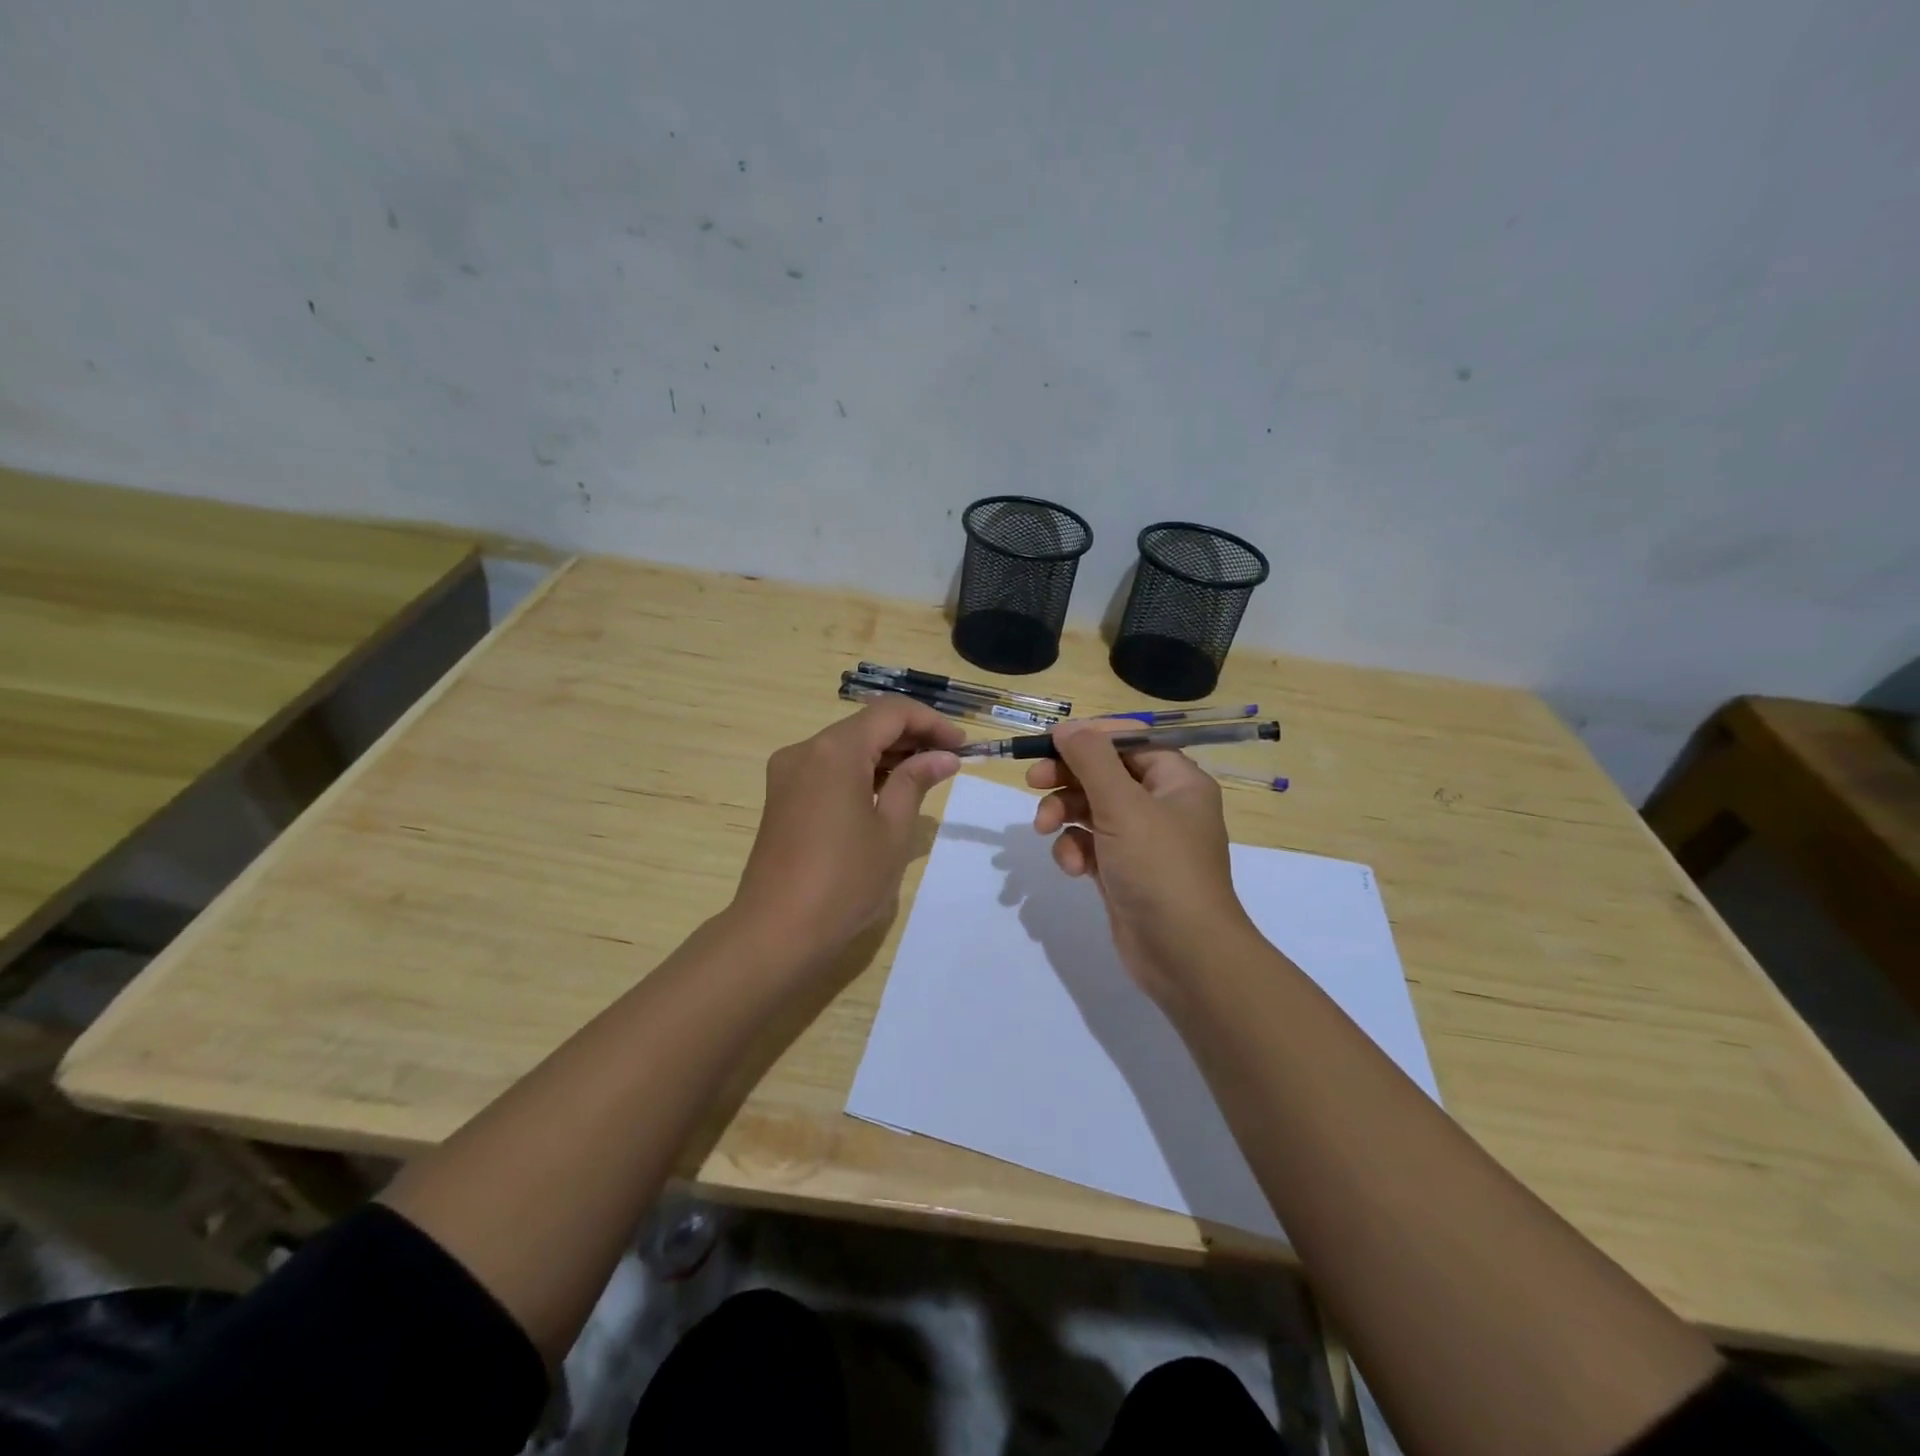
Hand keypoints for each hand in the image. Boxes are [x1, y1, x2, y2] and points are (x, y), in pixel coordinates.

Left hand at [732, 698, 963, 964]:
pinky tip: (887, 793)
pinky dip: (861, 772)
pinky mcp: (782, 796)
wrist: (776, 932)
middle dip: (911, 737)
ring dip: (887, 755)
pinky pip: (829, 768)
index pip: (891, 712)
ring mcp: (788, 773)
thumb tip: (943, 757)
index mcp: (835, 750)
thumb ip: (916, 782)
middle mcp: (806, 750)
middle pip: (866, 725)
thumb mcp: (892, 830)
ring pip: (847, 746)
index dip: (931, 722)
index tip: (962, 747)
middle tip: (949, 762)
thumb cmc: (845, 881)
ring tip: (925, 778)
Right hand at [1027, 720, 1252, 1000]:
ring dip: (1065, 815)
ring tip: (1045, 829)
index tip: (1050, 743)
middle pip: (1105, 774)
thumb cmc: (1160, 868)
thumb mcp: (1123, 805)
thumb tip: (1067, 727)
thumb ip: (1091, 759)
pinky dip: (1076, 850)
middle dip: (1068, 778)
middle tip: (1033, 782)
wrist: (1184, 955)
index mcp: (1177, 781)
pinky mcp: (1123, 871)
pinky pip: (1091, 845)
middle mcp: (1162, 805)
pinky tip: (1072, 867)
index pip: (1129, 742)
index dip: (1089, 738)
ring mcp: (1142, 841)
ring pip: (1092, 810)